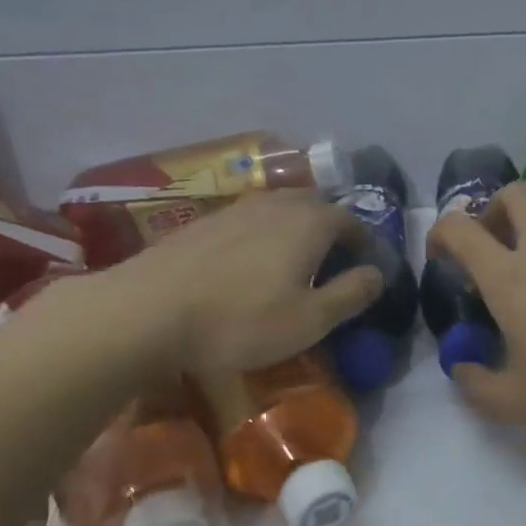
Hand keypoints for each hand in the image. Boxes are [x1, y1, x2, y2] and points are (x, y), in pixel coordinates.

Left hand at [100, 192, 381, 374]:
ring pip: (279, 207)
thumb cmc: (240, 320)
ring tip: (292, 258)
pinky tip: (249, 260)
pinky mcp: (203, 222)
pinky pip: (249, 218)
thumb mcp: (309, 320)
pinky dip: (262, 232)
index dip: (363, 240)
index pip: (349, 220)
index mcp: (309, 223)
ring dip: (294, 227)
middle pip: (314, 205)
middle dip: (330, 226)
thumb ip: (350, 294)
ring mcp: (236, 209)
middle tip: (332, 257)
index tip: (366, 262)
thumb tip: (378, 273)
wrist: (147, 310)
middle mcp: (276, 204)